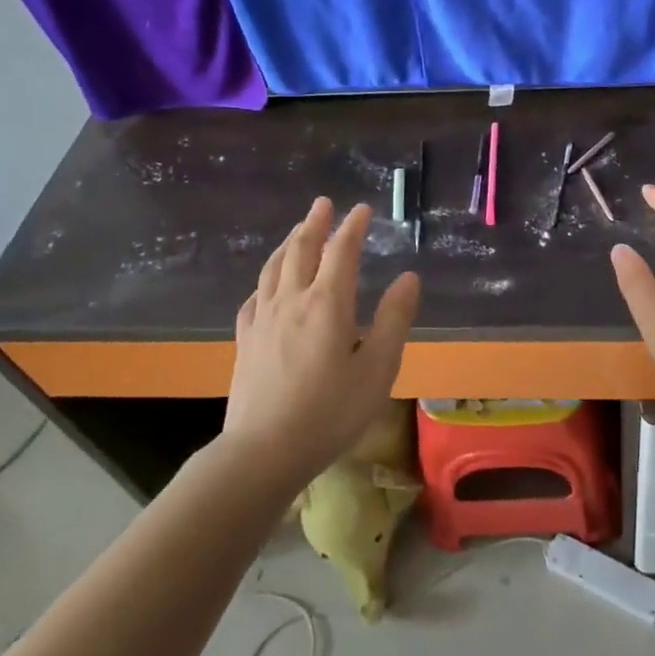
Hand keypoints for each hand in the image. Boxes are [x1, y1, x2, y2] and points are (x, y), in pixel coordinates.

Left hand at [225, 198, 420, 484]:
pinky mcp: (246, 340)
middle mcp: (293, 300)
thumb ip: (394, 319)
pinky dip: (266, 279)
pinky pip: (255, 296)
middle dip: (315, 223)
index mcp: (328, 304)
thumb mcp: (378, 369)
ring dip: (289, 242)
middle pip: (301, 249)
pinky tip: (268, 285)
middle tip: (323, 203)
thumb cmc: (330, 412)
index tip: (362, 209)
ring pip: (274, 267)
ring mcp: (263, 319)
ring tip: (298, 231)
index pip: (341, 251)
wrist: (263, 452)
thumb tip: (408, 277)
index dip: (353, 227)